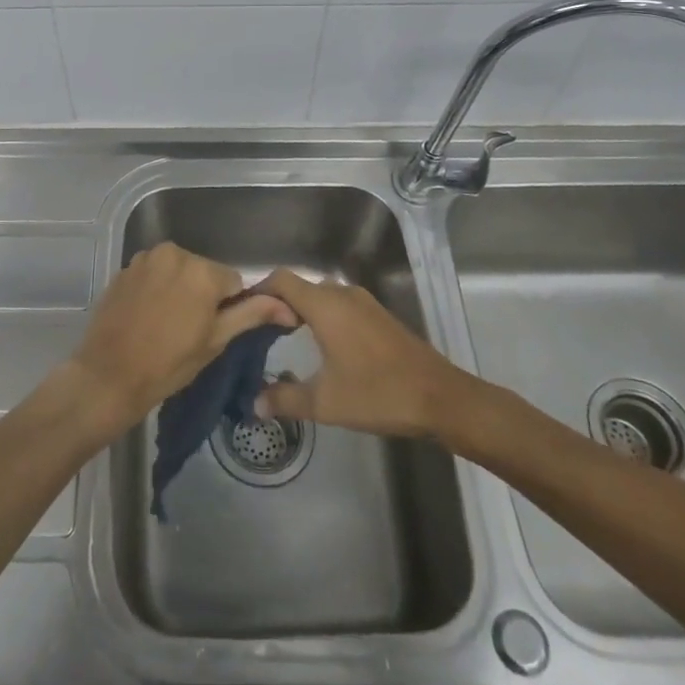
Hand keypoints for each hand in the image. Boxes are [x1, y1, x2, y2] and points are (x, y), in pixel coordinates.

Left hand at [67, 243, 296, 433]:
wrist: (108, 375)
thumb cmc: (168, 364)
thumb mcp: (215, 341)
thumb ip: (251, 314)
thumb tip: (287, 306)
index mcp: (202, 270)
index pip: (233, 281)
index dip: (227, 306)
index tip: (210, 330)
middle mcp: (175, 252)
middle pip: (204, 271)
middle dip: (203, 294)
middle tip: (188, 330)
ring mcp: (146, 258)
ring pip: (178, 270)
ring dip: (179, 288)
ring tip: (166, 323)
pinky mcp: (126, 267)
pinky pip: (154, 272)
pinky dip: (156, 287)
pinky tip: (147, 315)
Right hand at [252, 269, 468, 438]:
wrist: (441, 398)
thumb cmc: (378, 394)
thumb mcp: (326, 402)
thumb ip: (285, 399)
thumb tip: (253, 404)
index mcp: (325, 305)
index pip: (281, 280)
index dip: (258, 290)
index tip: (243, 312)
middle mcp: (343, 294)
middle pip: (300, 287)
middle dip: (277, 304)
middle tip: (258, 331)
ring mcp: (364, 303)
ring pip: (321, 296)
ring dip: (302, 311)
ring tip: (284, 339)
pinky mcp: (378, 316)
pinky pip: (339, 306)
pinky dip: (322, 317)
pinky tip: (321, 346)